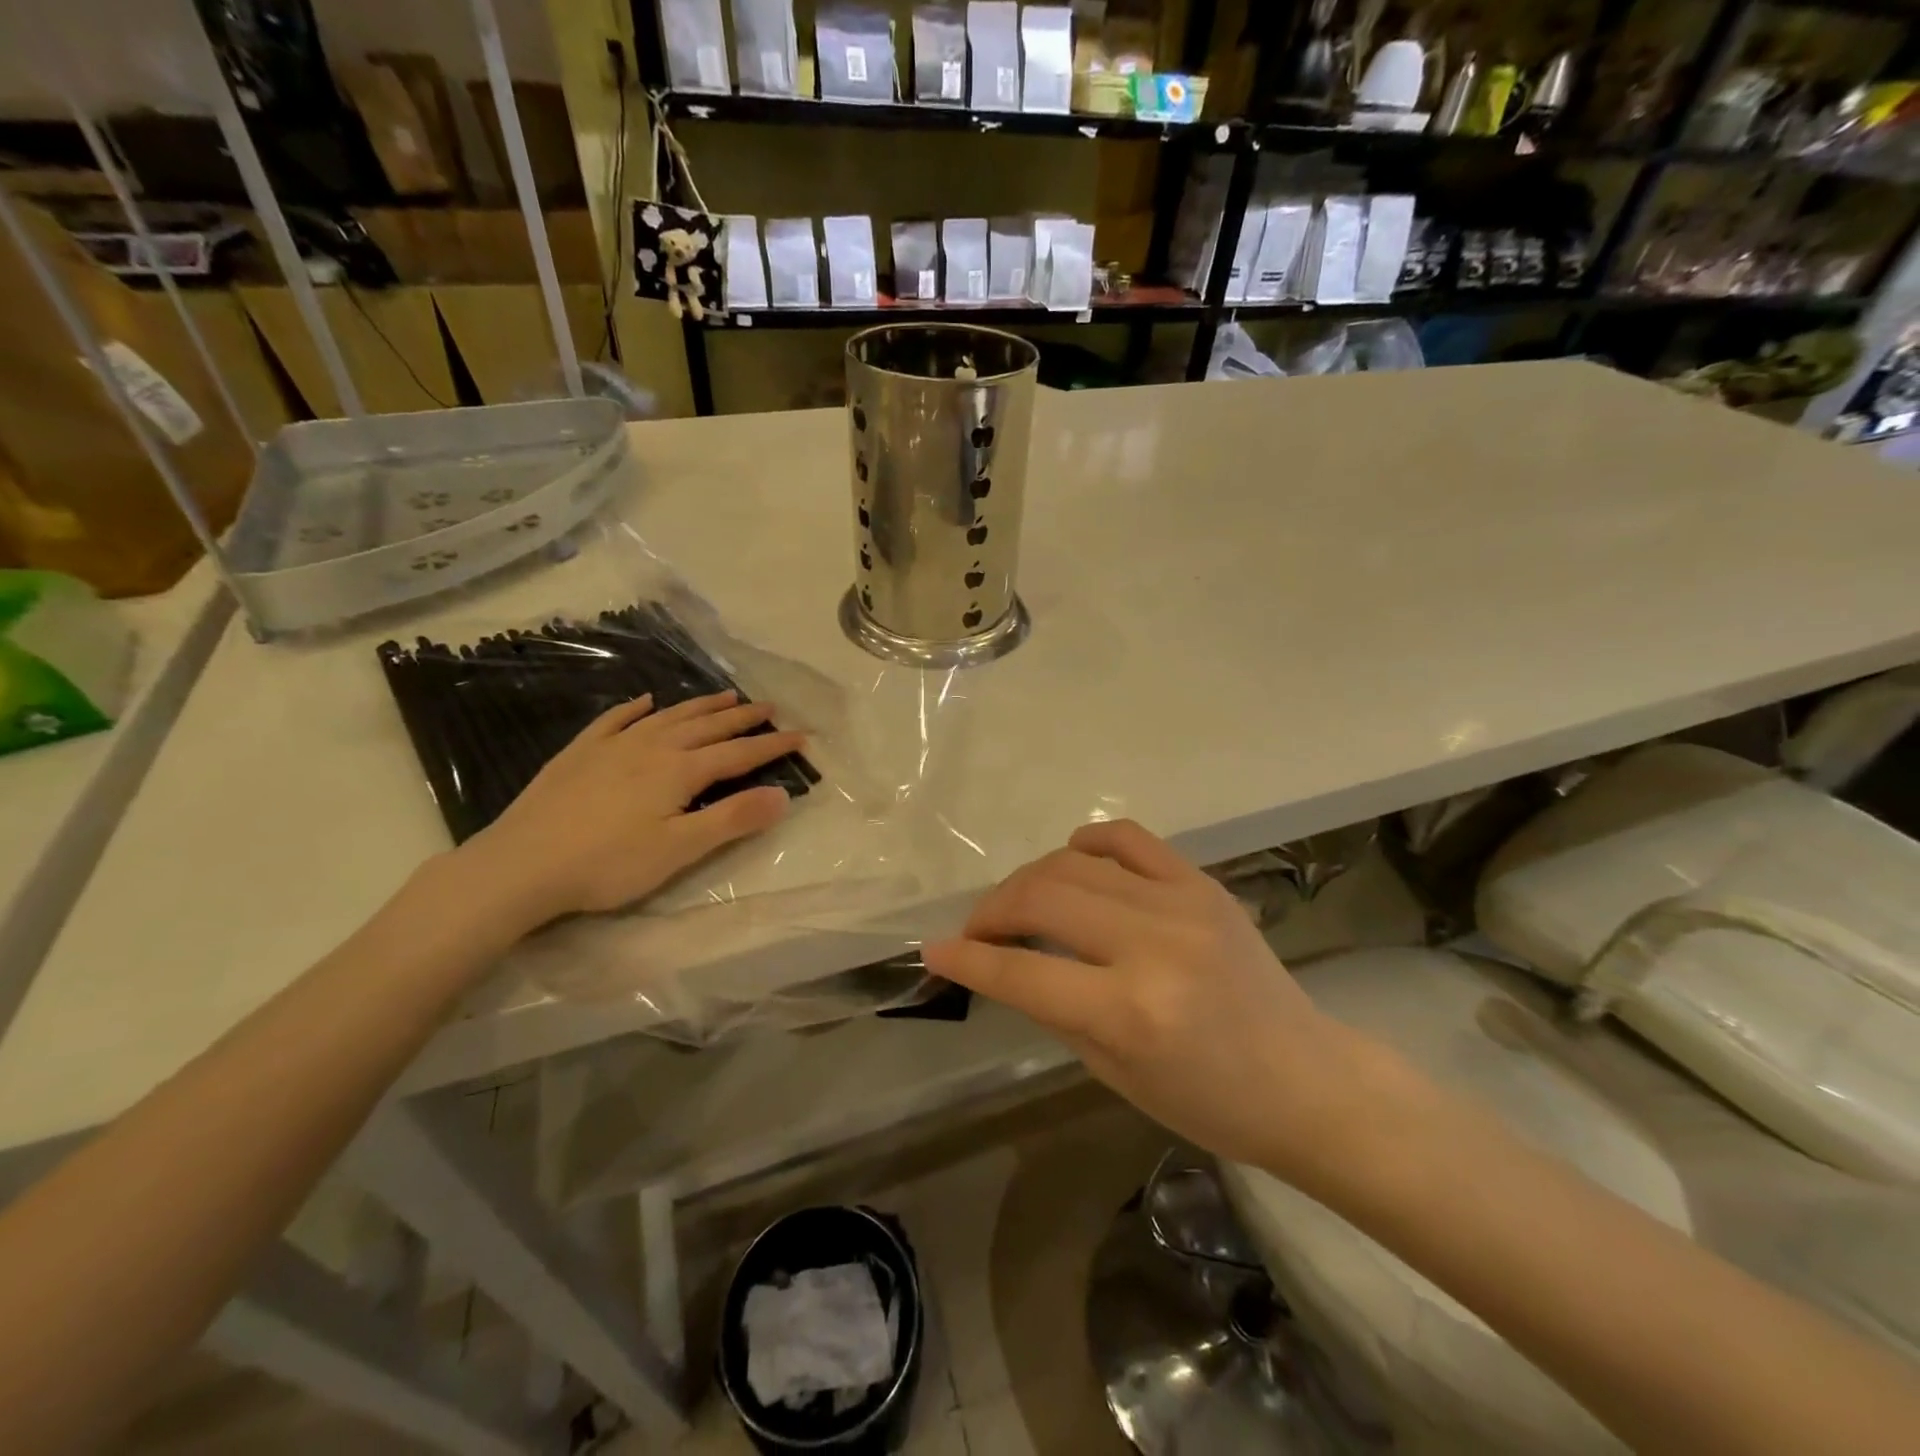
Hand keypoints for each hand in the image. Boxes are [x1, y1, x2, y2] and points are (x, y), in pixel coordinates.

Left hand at [452, 691, 804, 931]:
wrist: (520, 865)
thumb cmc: (608, 864)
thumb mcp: (680, 849)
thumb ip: (732, 819)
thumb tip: (782, 795)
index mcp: (680, 770)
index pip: (738, 754)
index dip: (772, 746)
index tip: (802, 736)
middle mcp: (651, 747)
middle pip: (707, 726)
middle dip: (742, 717)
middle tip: (770, 707)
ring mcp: (612, 745)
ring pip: (668, 716)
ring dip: (701, 705)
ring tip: (726, 695)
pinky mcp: (580, 753)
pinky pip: (615, 720)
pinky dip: (635, 708)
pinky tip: (646, 701)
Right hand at [922, 820, 1386, 1186]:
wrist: (1305, 1078)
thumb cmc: (1208, 1101)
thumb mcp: (1114, 1073)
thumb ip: (1052, 1008)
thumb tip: (1001, 962)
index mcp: (1131, 1012)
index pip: (1022, 972)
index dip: (967, 959)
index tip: (933, 950)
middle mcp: (1152, 945)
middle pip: (1041, 898)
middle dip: (991, 911)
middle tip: (978, 931)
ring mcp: (1182, 904)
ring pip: (1074, 862)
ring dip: (1029, 879)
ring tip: (1019, 904)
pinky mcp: (1202, 883)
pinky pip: (1128, 838)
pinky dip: (1087, 843)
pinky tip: (1072, 861)